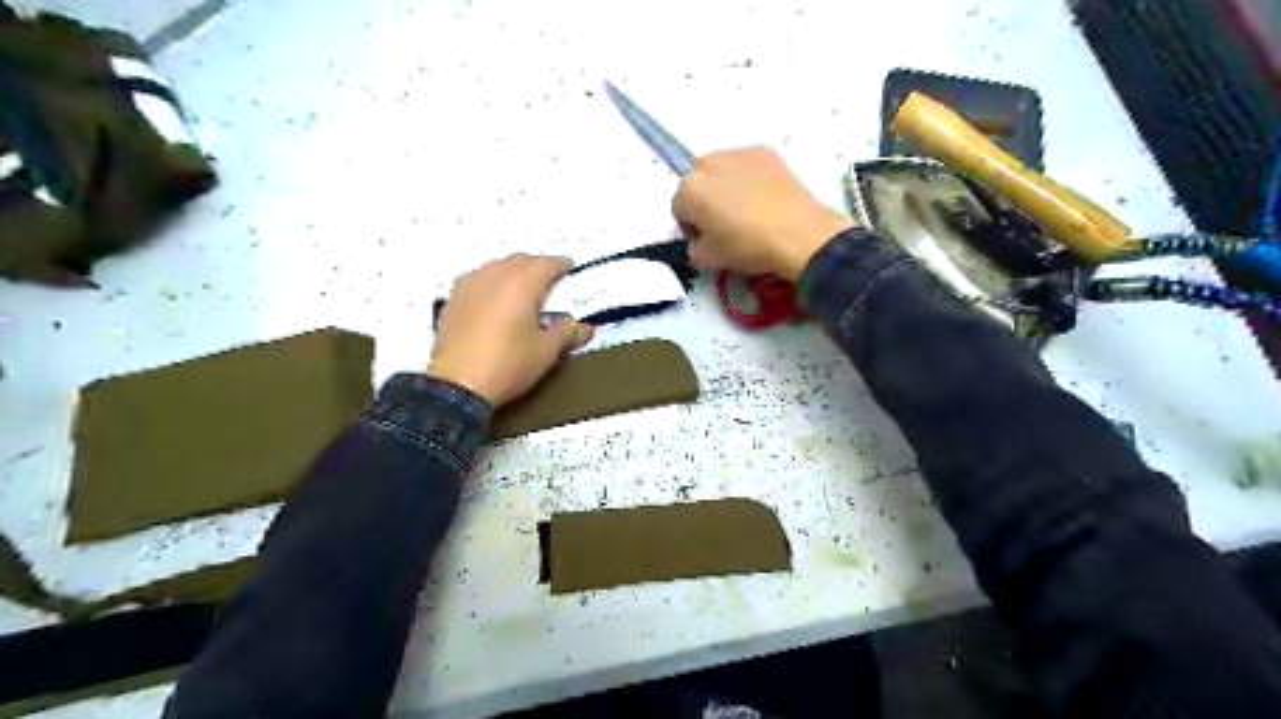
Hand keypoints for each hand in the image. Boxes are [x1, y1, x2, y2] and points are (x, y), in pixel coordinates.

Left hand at [426, 255, 592, 407]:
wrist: (457, 386)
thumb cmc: (508, 364)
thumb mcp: (545, 352)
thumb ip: (567, 334)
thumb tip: (586, 328)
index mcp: (522, 284)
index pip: (546, 264)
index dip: (560, 265)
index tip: (569, 268)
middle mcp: (495, 277)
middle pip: (519, 261)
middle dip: (536, 266)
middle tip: (549, 280)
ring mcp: (469, 286)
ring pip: (495, 267)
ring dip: (511, 272)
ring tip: (521, 288)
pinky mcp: (452, 301)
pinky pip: (476, 280)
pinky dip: (490, 283)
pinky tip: (493, 299)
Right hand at [674, 145, 853, 279]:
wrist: (797, 234)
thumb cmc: (747, 247)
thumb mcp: (710, 259)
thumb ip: (696, 248)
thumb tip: (701, 242)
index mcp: (688, 191)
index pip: (678, 207)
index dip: (689, 226)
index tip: (704, 240)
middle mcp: (708, 164)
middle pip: (697, 182)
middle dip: (704, 199)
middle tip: (722, 223)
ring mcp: (738, 153)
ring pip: (721, 169)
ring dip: (725, 185)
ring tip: (745, 209)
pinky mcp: (765, 152)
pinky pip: (747, 165)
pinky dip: (749, 178)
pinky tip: (763, 199)